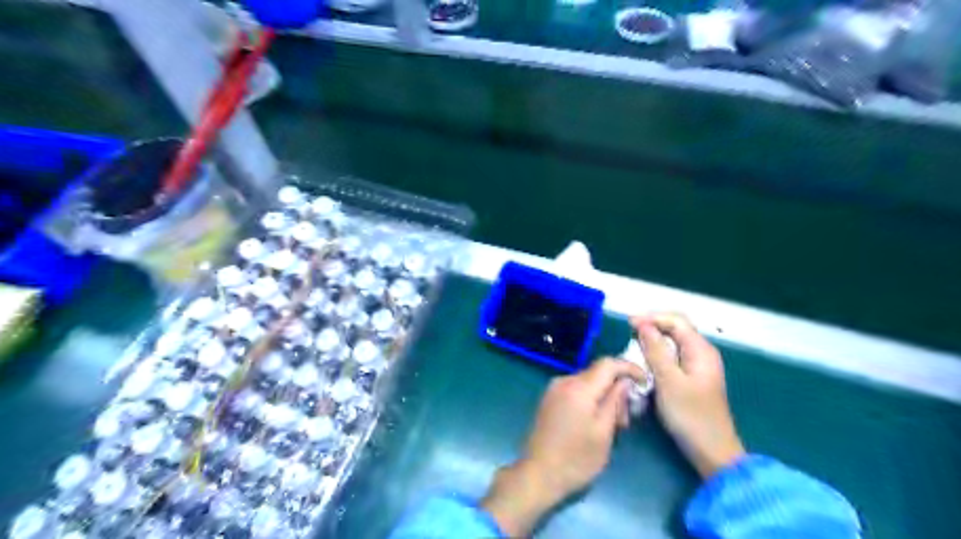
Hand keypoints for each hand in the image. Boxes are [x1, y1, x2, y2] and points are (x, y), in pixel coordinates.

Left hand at [480, 357, 645, 533]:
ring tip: (613, 424)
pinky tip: (595, 421)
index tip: (645, 382)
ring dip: (604, 395)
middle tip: (628, 416)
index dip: (629, 368)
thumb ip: (615, 402)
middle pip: (598, 372)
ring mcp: (554, 388)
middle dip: (617, 387)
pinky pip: (576, 390)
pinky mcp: (549, 398)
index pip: (608, 363)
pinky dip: (590, 399)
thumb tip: (625, 382)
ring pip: (588, 382)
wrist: (538, 474)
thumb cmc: (576, 459)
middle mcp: (564, 381)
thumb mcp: (603, 433)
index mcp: (578, 388)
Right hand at [637, 314, 744, 477]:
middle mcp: (702, 353)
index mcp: (701, 350)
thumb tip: (643, 325)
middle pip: (675, 329)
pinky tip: (645, 364)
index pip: (676, 320)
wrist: (713, 452)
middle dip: (652, 327)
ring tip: (633, 348)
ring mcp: (698, 366)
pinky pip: (673, 357)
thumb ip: (655, 351)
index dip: (651, 318)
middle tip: (629, 335)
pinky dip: (657, 356)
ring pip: (673, 343)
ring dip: (653, 342)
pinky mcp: (693, 378)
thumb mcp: (668, 381)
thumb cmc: (690, 416)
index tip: (628, 324)